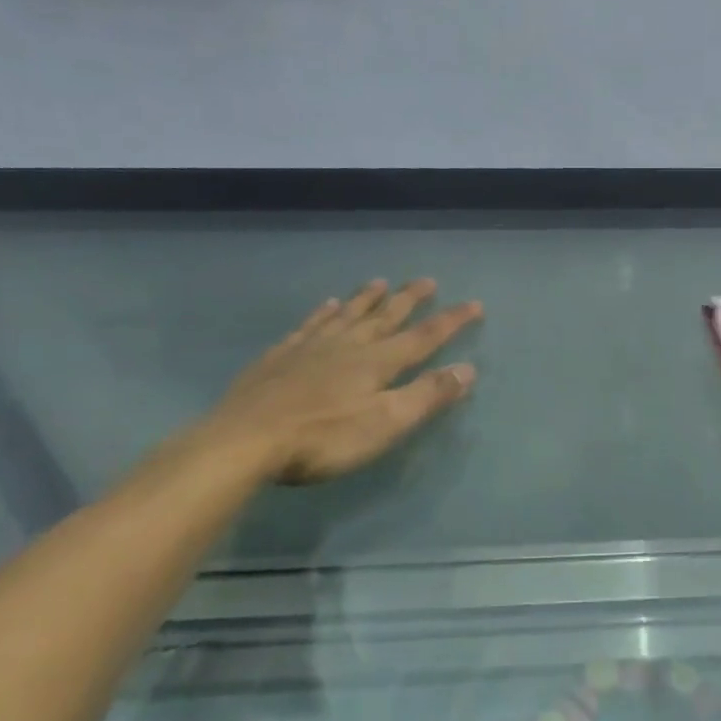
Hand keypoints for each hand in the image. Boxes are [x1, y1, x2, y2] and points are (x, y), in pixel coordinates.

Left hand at [194, 279, 481, 484]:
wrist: (245, 440)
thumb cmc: (324, 438)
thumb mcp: (386, 423)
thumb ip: (427, 395)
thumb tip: (467, 369)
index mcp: (377, 362)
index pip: (424, 336)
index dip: (451, 321)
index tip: (474, 304)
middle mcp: (347, 345)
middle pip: (385, 316)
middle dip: (409, 299)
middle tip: (426, 281)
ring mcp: (310, 347)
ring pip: (346, 314)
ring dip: (367, 298)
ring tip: (379, 282)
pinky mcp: (279, 357)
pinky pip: (309, 325)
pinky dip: (322, 313)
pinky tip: (325, 306)